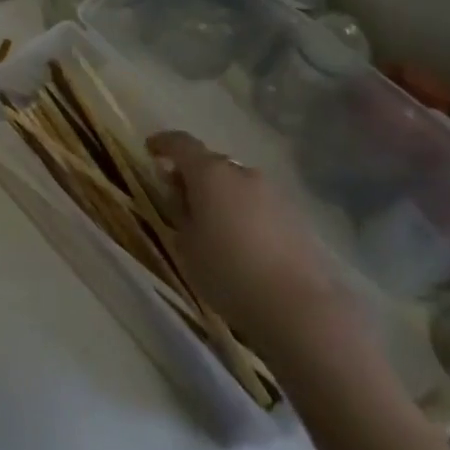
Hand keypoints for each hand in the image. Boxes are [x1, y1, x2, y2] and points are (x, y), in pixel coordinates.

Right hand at [147, 130, 352, 365]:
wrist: (298, 306)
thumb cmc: (228, 271)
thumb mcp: (186, 244)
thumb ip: (180, 212)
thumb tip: (184, 196)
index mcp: (210, 173)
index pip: (181, 143)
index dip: (163, 143)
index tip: (151, 151)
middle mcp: (243, 172)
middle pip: (211, 164)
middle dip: (194, 177)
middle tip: (181, 201)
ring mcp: (274, 193)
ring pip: (238, 185)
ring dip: (222, 196)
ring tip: (214, 227)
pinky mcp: (295, 216)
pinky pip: (259, 205)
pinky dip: (245, 214)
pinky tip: (243, 244)